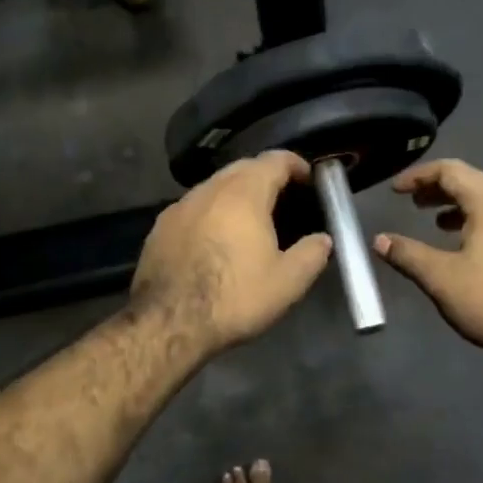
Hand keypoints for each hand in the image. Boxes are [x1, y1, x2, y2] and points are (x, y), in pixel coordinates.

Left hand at [130, 150, 333, 354]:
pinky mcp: (160, 227)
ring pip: (214, 186)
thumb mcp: (287, 282)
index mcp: (244, 194)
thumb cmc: (234, 297)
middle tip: (282, 197)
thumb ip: (312, 254)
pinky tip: (215, 239)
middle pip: (242, 168)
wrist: (168, 323)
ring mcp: (179, 206)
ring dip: (235, 194)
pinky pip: (193, 208)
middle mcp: (209, 189)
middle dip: (265, 175)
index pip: (274, 160)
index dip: (295, 164)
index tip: (308, 178)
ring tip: (249, 220)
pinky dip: (211, 213)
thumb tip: (323, 239)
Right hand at [375, 159, 482, 367]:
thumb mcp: (442, 278)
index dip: (419, 176)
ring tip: (438, 224)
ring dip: (461, 208)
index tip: (396, 190)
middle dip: (439, 190)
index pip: (451, 171)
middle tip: (414, 204)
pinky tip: (472, 249)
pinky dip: (481, 222)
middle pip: (473, 182)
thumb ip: (408, 255)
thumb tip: (379, 240)